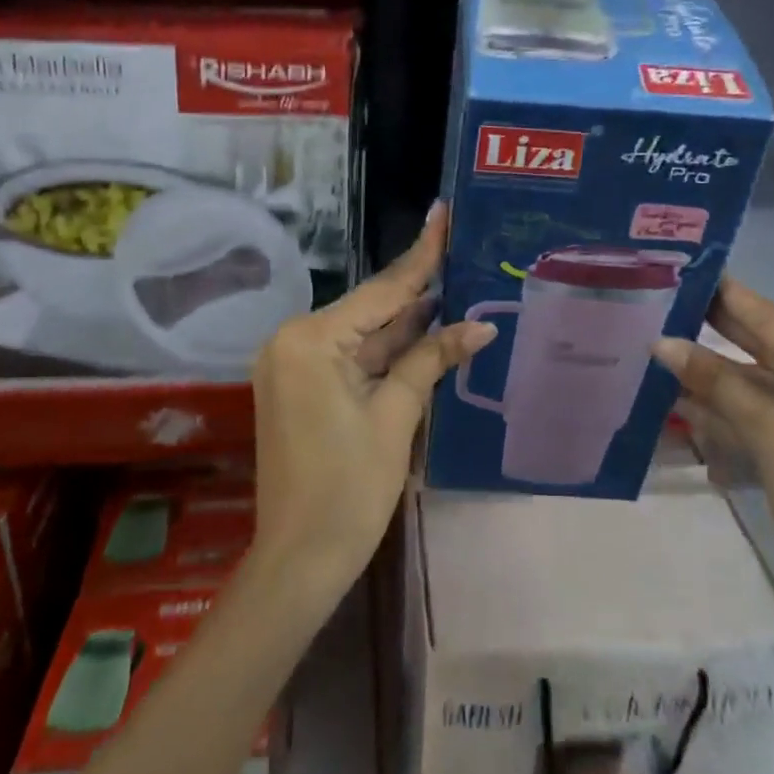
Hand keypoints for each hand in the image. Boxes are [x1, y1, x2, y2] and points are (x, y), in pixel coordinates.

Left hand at [250, 204, 495, 595]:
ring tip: (455, 282)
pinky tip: (426, 329)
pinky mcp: (301, 387)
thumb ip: (432, 361)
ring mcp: (294, 365)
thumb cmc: (349, 490)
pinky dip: (387, 351)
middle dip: (418, 289)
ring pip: (363, 334)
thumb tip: (480, 326)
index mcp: (310, 340)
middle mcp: (293, 341)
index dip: (421, 256)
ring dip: (406, 321)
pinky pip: (351, 357)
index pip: (381, 291)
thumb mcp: (395, 417)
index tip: (442, 214)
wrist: (300, 560)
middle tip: (460, 249)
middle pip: (370, 309)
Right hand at [652, 279, 773, 650]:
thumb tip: (662, 344)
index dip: (732, 299)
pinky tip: (694, 396)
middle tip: (672, 300)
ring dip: (724, 377)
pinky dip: (742, 409)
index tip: (694, 268)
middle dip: (723, 334)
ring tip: (668, 347)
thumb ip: (718, 383)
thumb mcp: (773, 436)